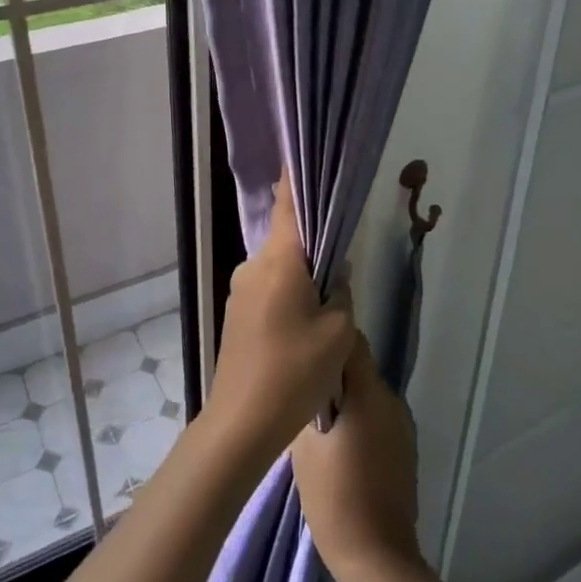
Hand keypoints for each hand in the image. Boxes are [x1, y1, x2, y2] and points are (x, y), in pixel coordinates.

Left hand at [204, 180, 354, 462]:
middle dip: (314, 243)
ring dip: (302, 275)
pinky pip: (269, 288)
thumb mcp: (338, 332)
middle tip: (343, 260)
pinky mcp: (237, 313)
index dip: (298, 178)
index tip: (309, 158)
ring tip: (328, 305)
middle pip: (288, 237)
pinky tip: (305, 325)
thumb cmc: (294, 371)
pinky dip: (289, 294)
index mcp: (279, 259)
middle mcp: (254, 265)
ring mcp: (240, 290)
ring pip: (280, 267)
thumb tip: (335, 276)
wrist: (241, 423)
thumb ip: (341, 292)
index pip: (288, 203)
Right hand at [291, 333, 421, 581]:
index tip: (301, 346)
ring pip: (367, 394)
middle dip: (331, 372)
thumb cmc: (334, 497)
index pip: (351, 342)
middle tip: (300, 386)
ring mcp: (402, 425)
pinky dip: (359, 420)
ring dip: (345, 398)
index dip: (325, 339)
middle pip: (359, 367)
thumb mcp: (304, 447)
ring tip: (316, 417)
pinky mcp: (404, 448)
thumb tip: (303, 383)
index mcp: (369, 393)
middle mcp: (391, 400)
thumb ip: (305, 404)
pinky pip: (377, 417)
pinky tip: (339, 444)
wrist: (377, 557)